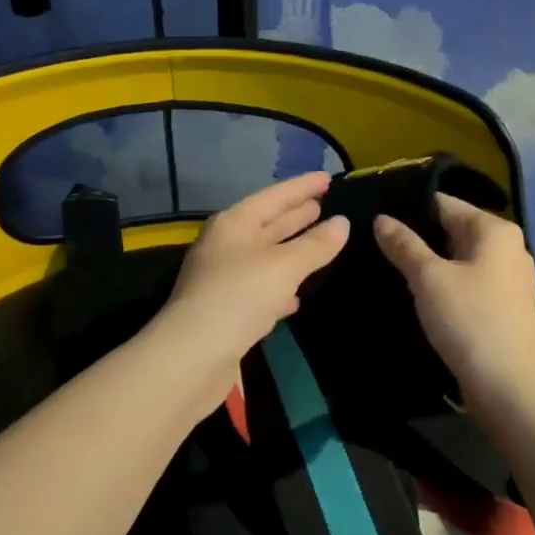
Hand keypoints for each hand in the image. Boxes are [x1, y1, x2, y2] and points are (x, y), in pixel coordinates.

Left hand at [143, 171, 349, 415]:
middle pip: (266, 223)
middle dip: (295, 214)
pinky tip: (297, 295)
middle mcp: (225, 245)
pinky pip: (259, 288)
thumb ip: (315, 245)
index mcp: (233, 224)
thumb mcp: (283, 267)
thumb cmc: (239, 297)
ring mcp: (223, 278)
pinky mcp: (226, 310)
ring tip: (320, 241)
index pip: (273, 196)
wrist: (192, 356)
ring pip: (265, 256)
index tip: (328, 177)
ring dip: (290, 249)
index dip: (301, 187)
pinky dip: (280, 286)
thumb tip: (342, 223)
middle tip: (324, 205)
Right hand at [374, 194, 534, 412]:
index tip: (373, 216)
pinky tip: (415, 292)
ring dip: (427, 262)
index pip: (443, 203)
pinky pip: (464, 281)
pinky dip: (442, 283)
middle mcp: (506, 247)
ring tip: (386, 265)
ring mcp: (506, 278)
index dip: (408, 208)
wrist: (512, 389)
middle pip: (451, 228)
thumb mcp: (429, 278)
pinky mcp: (501, 306)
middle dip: (416, 235)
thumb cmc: (471, 321)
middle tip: (373, 242)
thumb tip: (380, 219)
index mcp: (494, 230)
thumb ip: (403, 245)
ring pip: (456, 257)